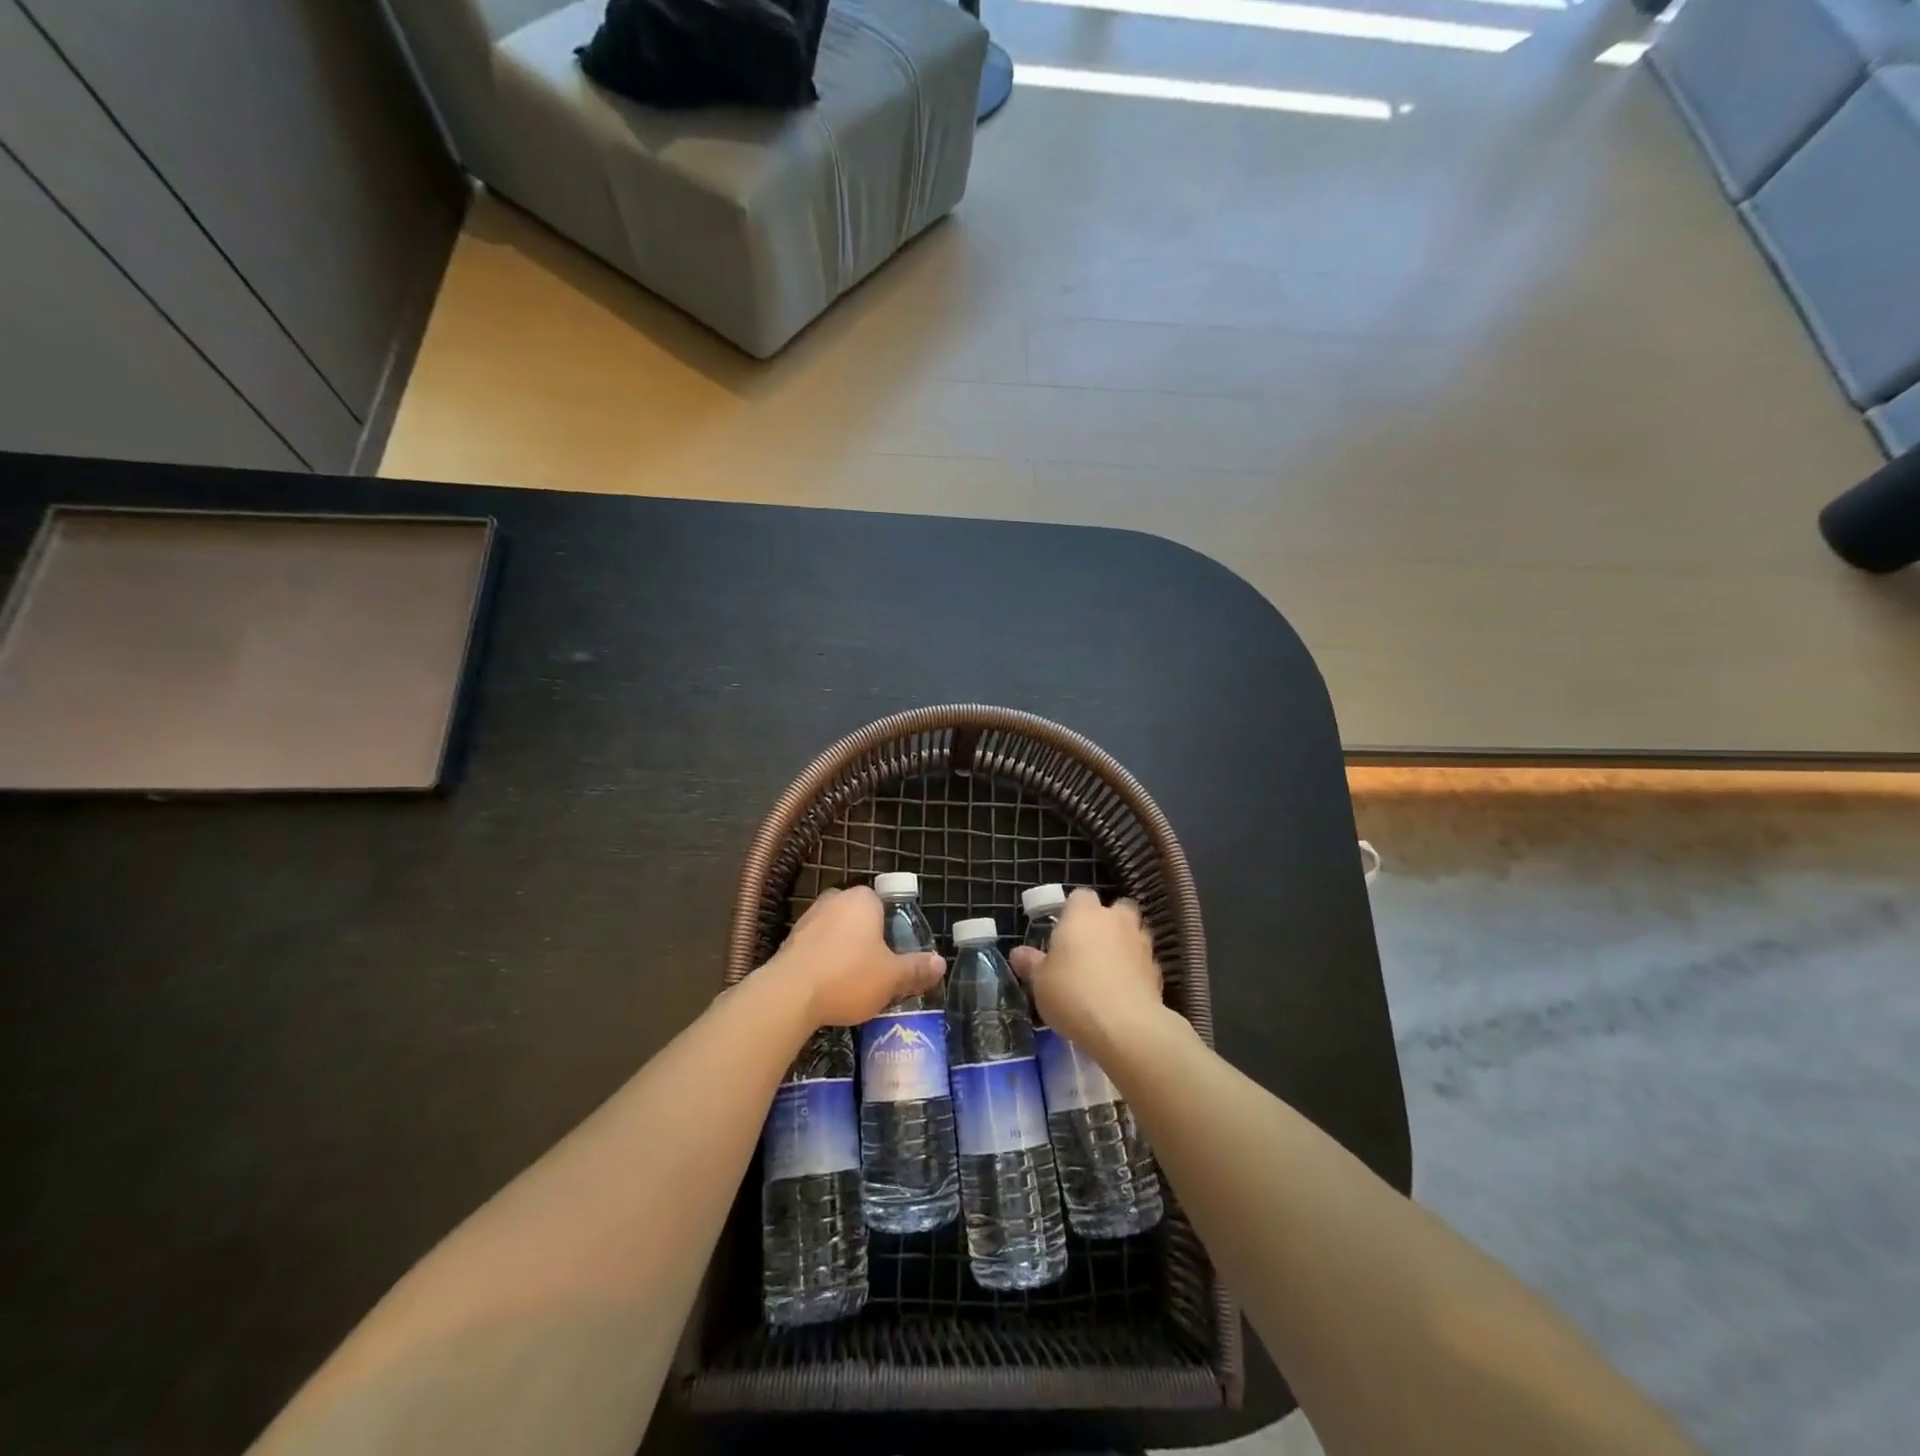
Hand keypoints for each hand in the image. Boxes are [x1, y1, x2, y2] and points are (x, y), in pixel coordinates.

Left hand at [763, 886, 944, 1027]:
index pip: (884, 904)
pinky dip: (825, 962)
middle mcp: (835, 899)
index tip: (896, 954)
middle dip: (868, 939)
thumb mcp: (892, 977)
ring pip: (836, 932)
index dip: (893, 929)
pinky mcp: (789, 940)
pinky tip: (830, 987)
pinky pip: (817, 948)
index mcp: (862, 899)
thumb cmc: (849, 976)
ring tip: (855, 982)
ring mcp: (808, 918)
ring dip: (844, 951)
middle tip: (879, 969)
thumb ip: (916, 968)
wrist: (789, 995)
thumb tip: (941, 963)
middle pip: (859, 918)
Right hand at [1010, 889, 1161, 1050]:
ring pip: (1133, 933)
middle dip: (1105, 922)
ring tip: (1106, 971)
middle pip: (1115, 909)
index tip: (1062, 932)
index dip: (1072, 911)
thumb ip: (1031, 964)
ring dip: (1123, 945)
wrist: (1125, 1027)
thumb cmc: (1073, 994)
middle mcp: (1115, 920)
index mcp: (1083, 914)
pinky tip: (1123, 992)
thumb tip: (1018, 953)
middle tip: (1088, 947)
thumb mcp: (1040, 982)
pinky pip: (1142, 962)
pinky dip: (1135, 970)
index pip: (1080, 896)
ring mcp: (1141, 943)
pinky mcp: (1157, 970)